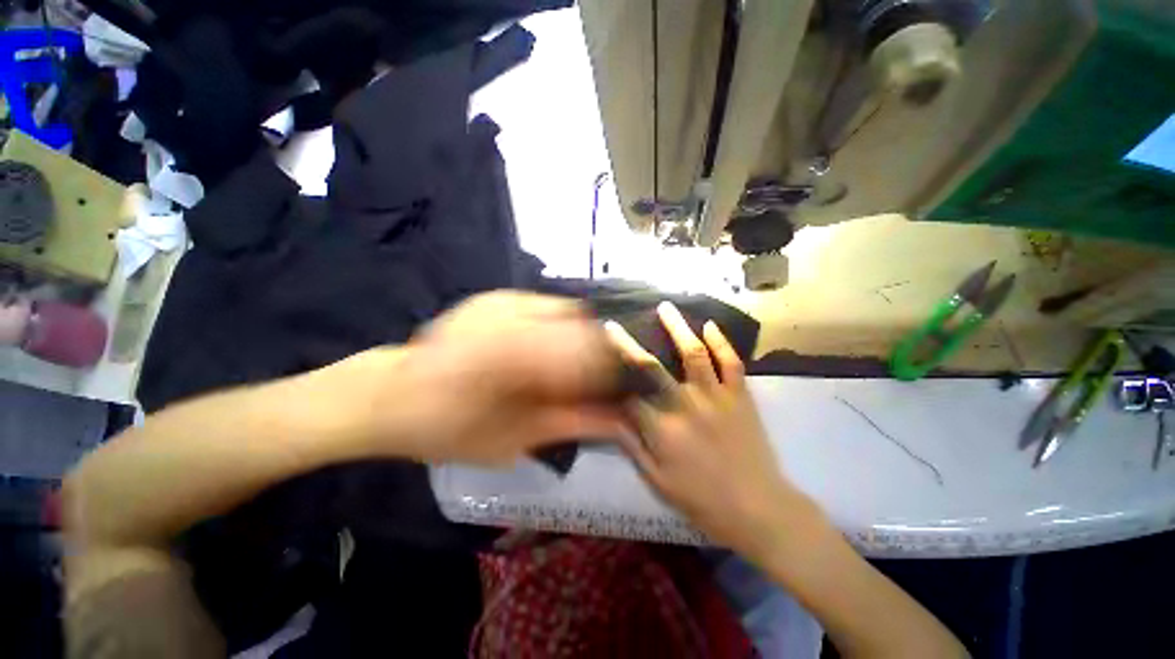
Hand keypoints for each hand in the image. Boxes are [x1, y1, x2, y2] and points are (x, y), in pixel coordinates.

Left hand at [318, 292, 624, 465]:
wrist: (391, 395)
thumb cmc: (447, 429)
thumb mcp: (515, 438)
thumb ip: (574, 422)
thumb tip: (623, 418)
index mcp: (516, 351)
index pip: (591, 349)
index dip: (614, 368)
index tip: (621, 388)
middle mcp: (513, 313)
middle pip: (584, 322)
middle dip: (598, 352)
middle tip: (596, 381)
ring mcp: (502, 299)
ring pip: (567, 310)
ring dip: (579, 338)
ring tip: (569, 367)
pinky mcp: (494, 296)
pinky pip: (545, 306)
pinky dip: (558, 326)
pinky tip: (546, 349)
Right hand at [607, 302, 812, 558]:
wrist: (759, 509)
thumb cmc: (703, 500)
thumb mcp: (657, 481)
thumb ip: (631, 445)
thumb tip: (609, 417)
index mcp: (662, 429)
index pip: (627, 396)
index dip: (611, 382)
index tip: (599, 369)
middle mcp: (685, 405)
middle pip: (650, 366)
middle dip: (627, 344)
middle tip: (613, 326)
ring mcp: (716, 397)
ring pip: (694, 353)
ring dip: (677, 327)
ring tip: (666, 307)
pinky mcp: (741, 396)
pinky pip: (732, 362)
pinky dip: (722, 341)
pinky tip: (710, 325)